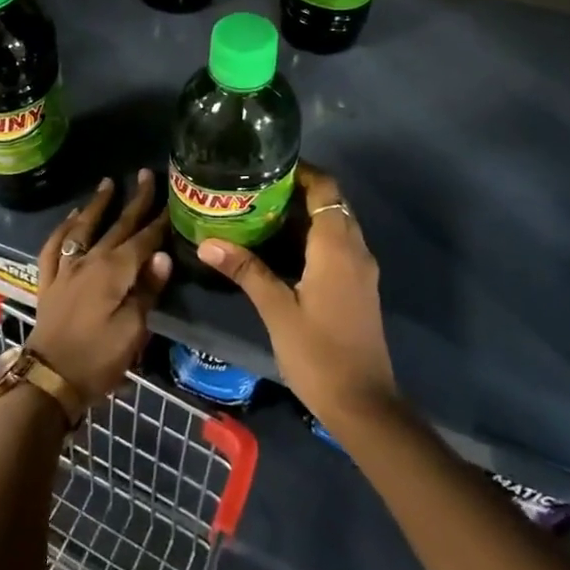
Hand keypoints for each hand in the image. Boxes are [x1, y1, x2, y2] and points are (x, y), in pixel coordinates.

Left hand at [25, 171, 171, 404]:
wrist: (48, 379)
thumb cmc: (98, 359)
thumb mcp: (132, 331)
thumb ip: (147, 290)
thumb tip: (163, 256)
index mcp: (114, 272)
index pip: (143, 239)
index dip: (159, 221)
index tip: (172, 199)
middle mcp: (89, 261)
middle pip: (117, 226)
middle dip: (134, 201)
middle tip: (145, 175)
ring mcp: (66, 270)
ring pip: (83, 228)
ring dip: (98, 205)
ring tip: (108, 184)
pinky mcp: (49, 282)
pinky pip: (54, 247)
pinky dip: (63, 229)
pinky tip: (71, 219)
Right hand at [196, 163, 399, 432]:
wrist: (362, 402)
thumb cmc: (318, 353)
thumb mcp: (277, 310)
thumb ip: (246, 271)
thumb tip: (207, 242)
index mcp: (337, 247)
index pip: (326, 189)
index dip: (302, 172)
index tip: (267, 166)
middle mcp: (355, 249)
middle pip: (332, 203)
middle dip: (298, 191)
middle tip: (256, 189)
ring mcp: (360, 270)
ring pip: (336, 225)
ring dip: (305, 215)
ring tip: (261, 213)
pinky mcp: (358, 288)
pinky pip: (338, 246)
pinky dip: (313, 237)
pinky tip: (281, 249)